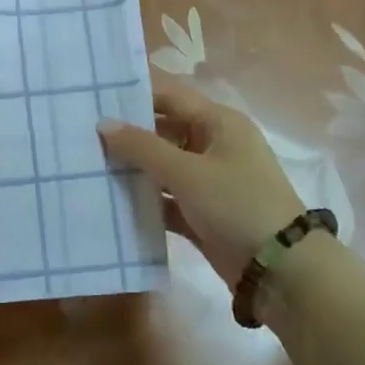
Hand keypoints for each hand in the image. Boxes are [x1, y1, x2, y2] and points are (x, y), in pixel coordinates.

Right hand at [99, 81, 303, 284]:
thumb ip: (142, 147)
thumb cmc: (237, 204)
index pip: (171, 96)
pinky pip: (167, 198)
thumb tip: (103, 123)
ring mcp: (209, 181)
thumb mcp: (187, 172)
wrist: (281, 270)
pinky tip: (111, 201)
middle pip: (164, 130)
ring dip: (133, 169)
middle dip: (128, 134)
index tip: (96, 95)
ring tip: (88, 164)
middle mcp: (214, 145)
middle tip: (83, 132)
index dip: (135, 94)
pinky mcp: (203, 213)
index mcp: (219, 123)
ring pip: (163, 166)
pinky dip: (145, 200)